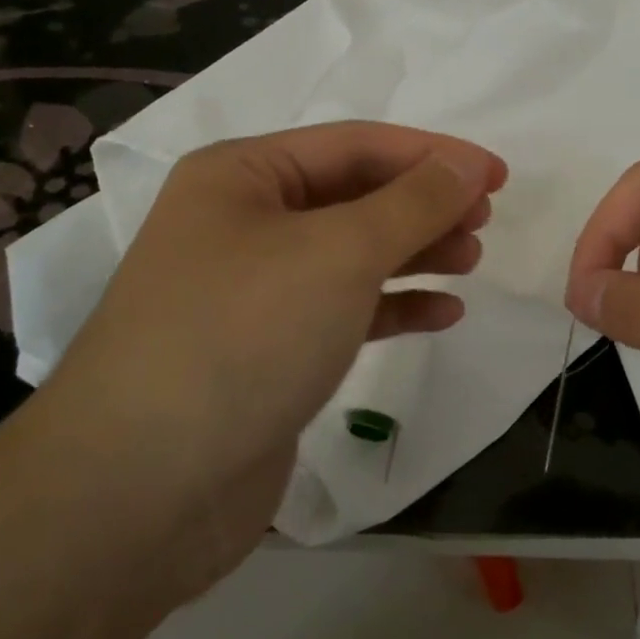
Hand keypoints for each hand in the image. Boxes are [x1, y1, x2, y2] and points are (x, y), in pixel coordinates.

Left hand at [33, 121, 505, 594]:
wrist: (141, 494)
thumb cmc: (243, 337)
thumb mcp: (339, 253)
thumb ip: (413, 203)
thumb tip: (467, 166)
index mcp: (242, 176)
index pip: (355, 144)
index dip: (432, 154)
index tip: (498, 175)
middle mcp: (242, 223)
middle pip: (354, 196)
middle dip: (423, 204)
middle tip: (485, 221)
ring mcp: (253, 291)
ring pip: (352, 254)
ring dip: (414, 252)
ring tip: (472, 261)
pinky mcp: (269, 351)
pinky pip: (344, 309)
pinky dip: (393, 306)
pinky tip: (443, 314)